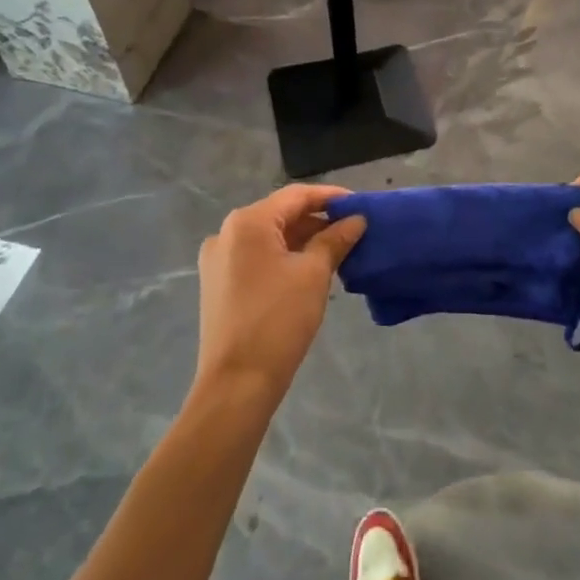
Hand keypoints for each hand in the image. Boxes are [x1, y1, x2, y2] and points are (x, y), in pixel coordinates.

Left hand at [194, 186, 365, 405]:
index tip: (361, 205)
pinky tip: (310, 270)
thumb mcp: (314, 274)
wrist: (237, 383)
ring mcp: (218, 260)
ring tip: (338, 250)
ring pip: (269, 237)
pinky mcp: (218, 284)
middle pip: (281, 214)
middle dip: (318, 220)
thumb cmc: (278, 319)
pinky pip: (257, 257)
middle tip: (353, 230)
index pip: (296, 196)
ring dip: (303, 240)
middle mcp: (227, 233)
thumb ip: (335, 239)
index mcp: (247, 222)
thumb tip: (356, 220)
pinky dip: (284, 257)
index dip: (331, 197)